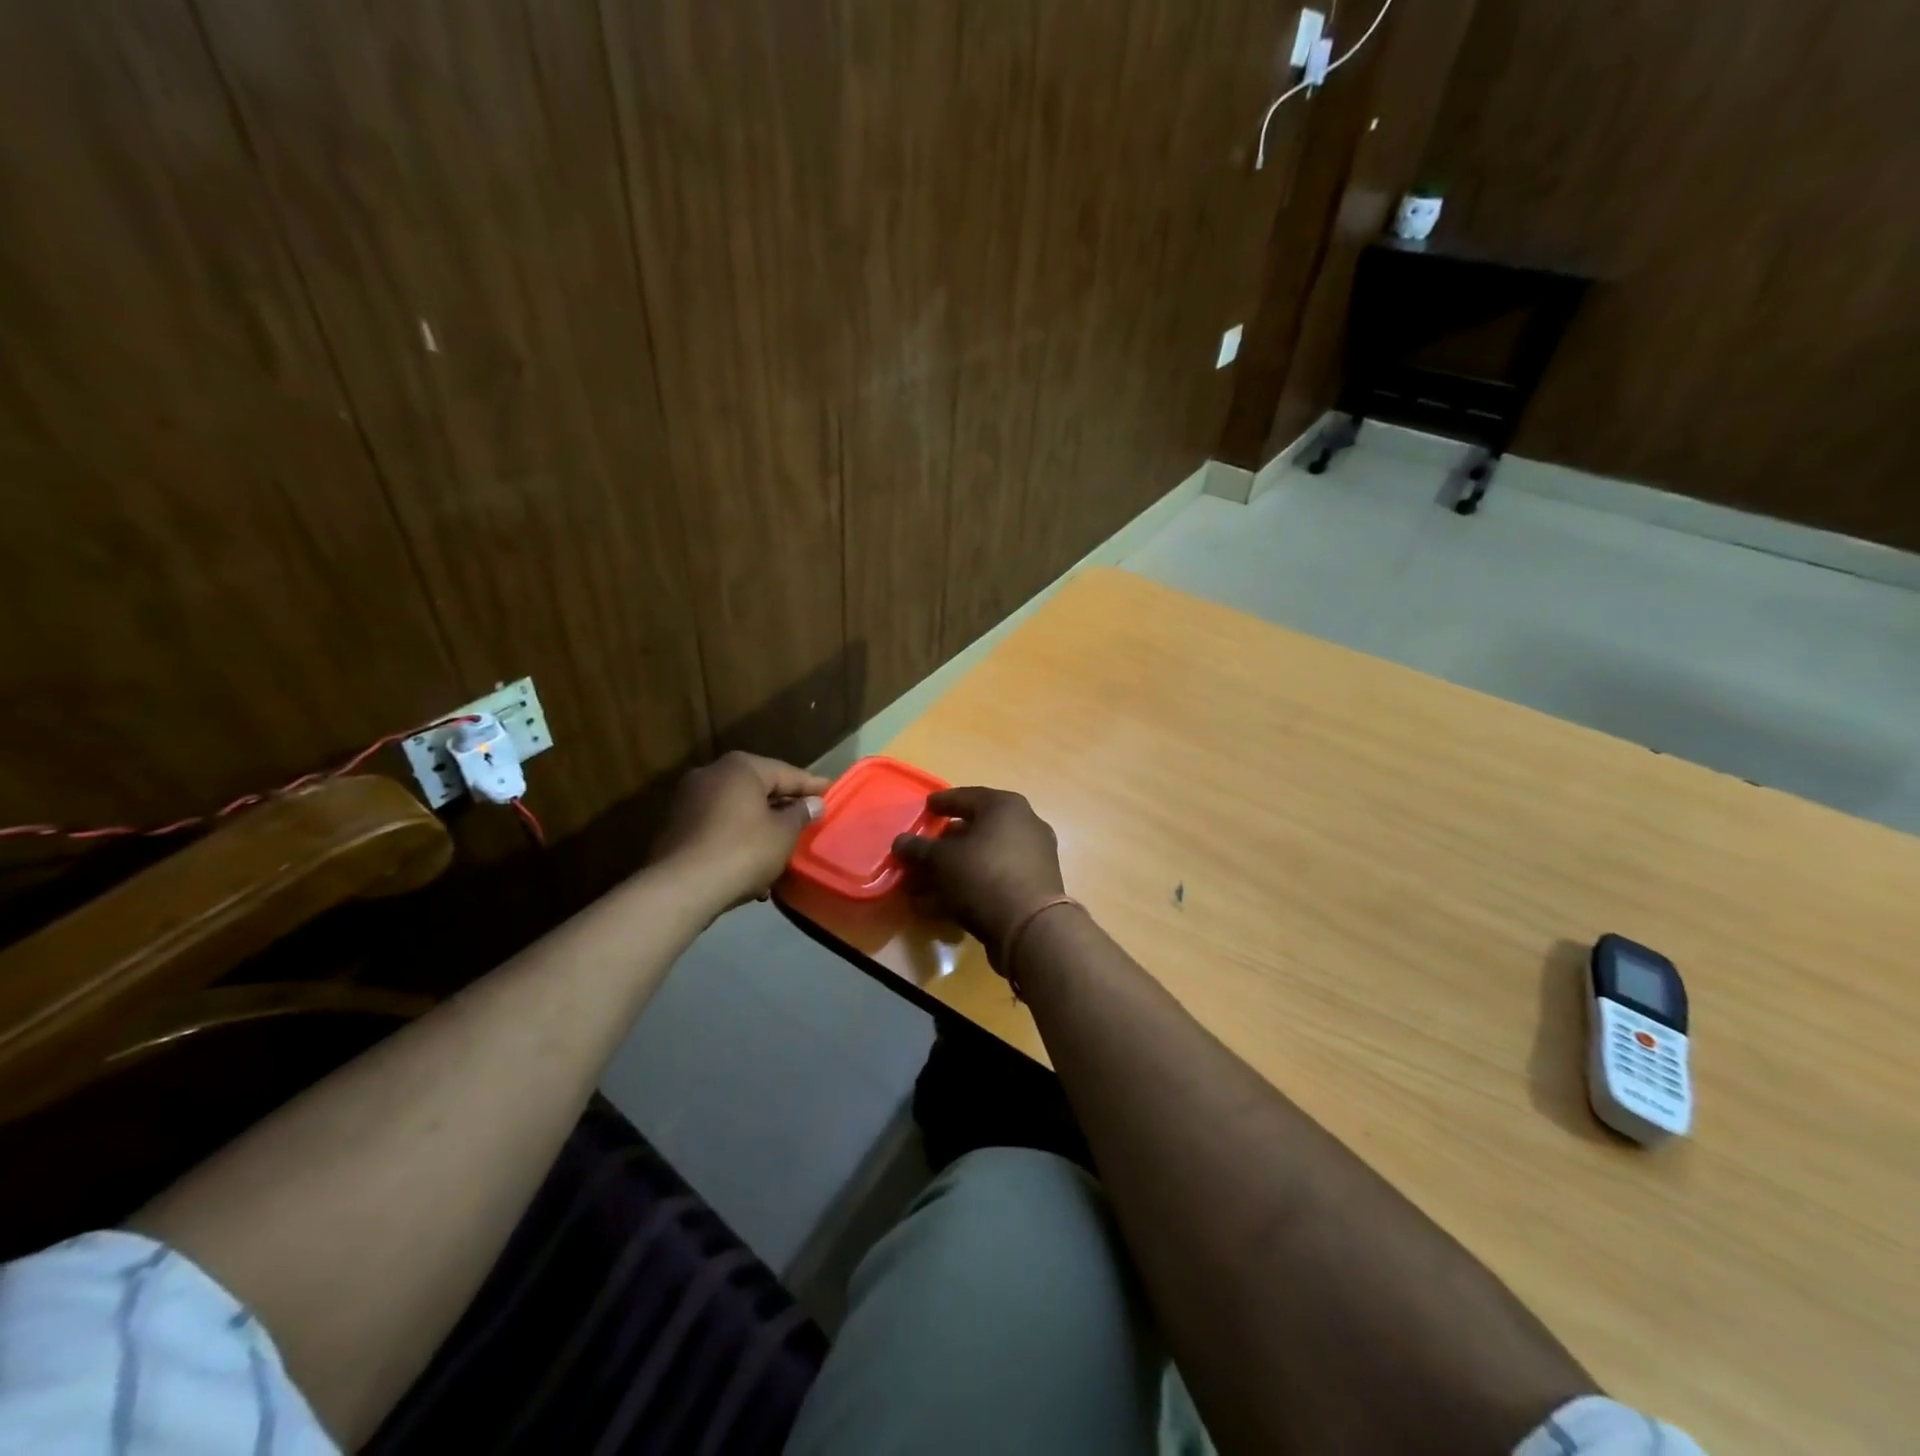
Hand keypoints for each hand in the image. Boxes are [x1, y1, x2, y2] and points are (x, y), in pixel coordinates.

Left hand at [650, 752, 829, 914]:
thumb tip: (813, 803)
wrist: (681, 889)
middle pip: (758, 789)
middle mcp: (710, 774)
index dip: (812, 786)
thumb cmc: (742, 851)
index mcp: (740, 767)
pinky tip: (752, 863)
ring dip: (760, 827)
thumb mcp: (783, 833)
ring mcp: (688, 800)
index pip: (786, 772)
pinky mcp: (676, 828)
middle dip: (783, 806)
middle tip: (809, 820)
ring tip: (783, 848)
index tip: (832, 792)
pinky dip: (737, 839)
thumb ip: (801, 814)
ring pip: (737, 810)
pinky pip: (718, 828)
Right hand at [893, 787, 1066, 967]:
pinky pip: (992, 880)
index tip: (926, 808)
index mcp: (1005, 807)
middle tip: (922, 851)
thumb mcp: (942, 859)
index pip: (967, 797)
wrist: (1030, 927)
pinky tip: (939, 905)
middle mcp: (1024, 826)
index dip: (942, 803)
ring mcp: (1031, 858)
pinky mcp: (1032, 888)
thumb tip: (900, 842)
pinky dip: (967, 888)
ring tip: (920, 886)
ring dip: (951, 871)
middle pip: (975, 830)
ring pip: (982, 859)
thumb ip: (919, 848)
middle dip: (944, 844)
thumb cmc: (984, 875)